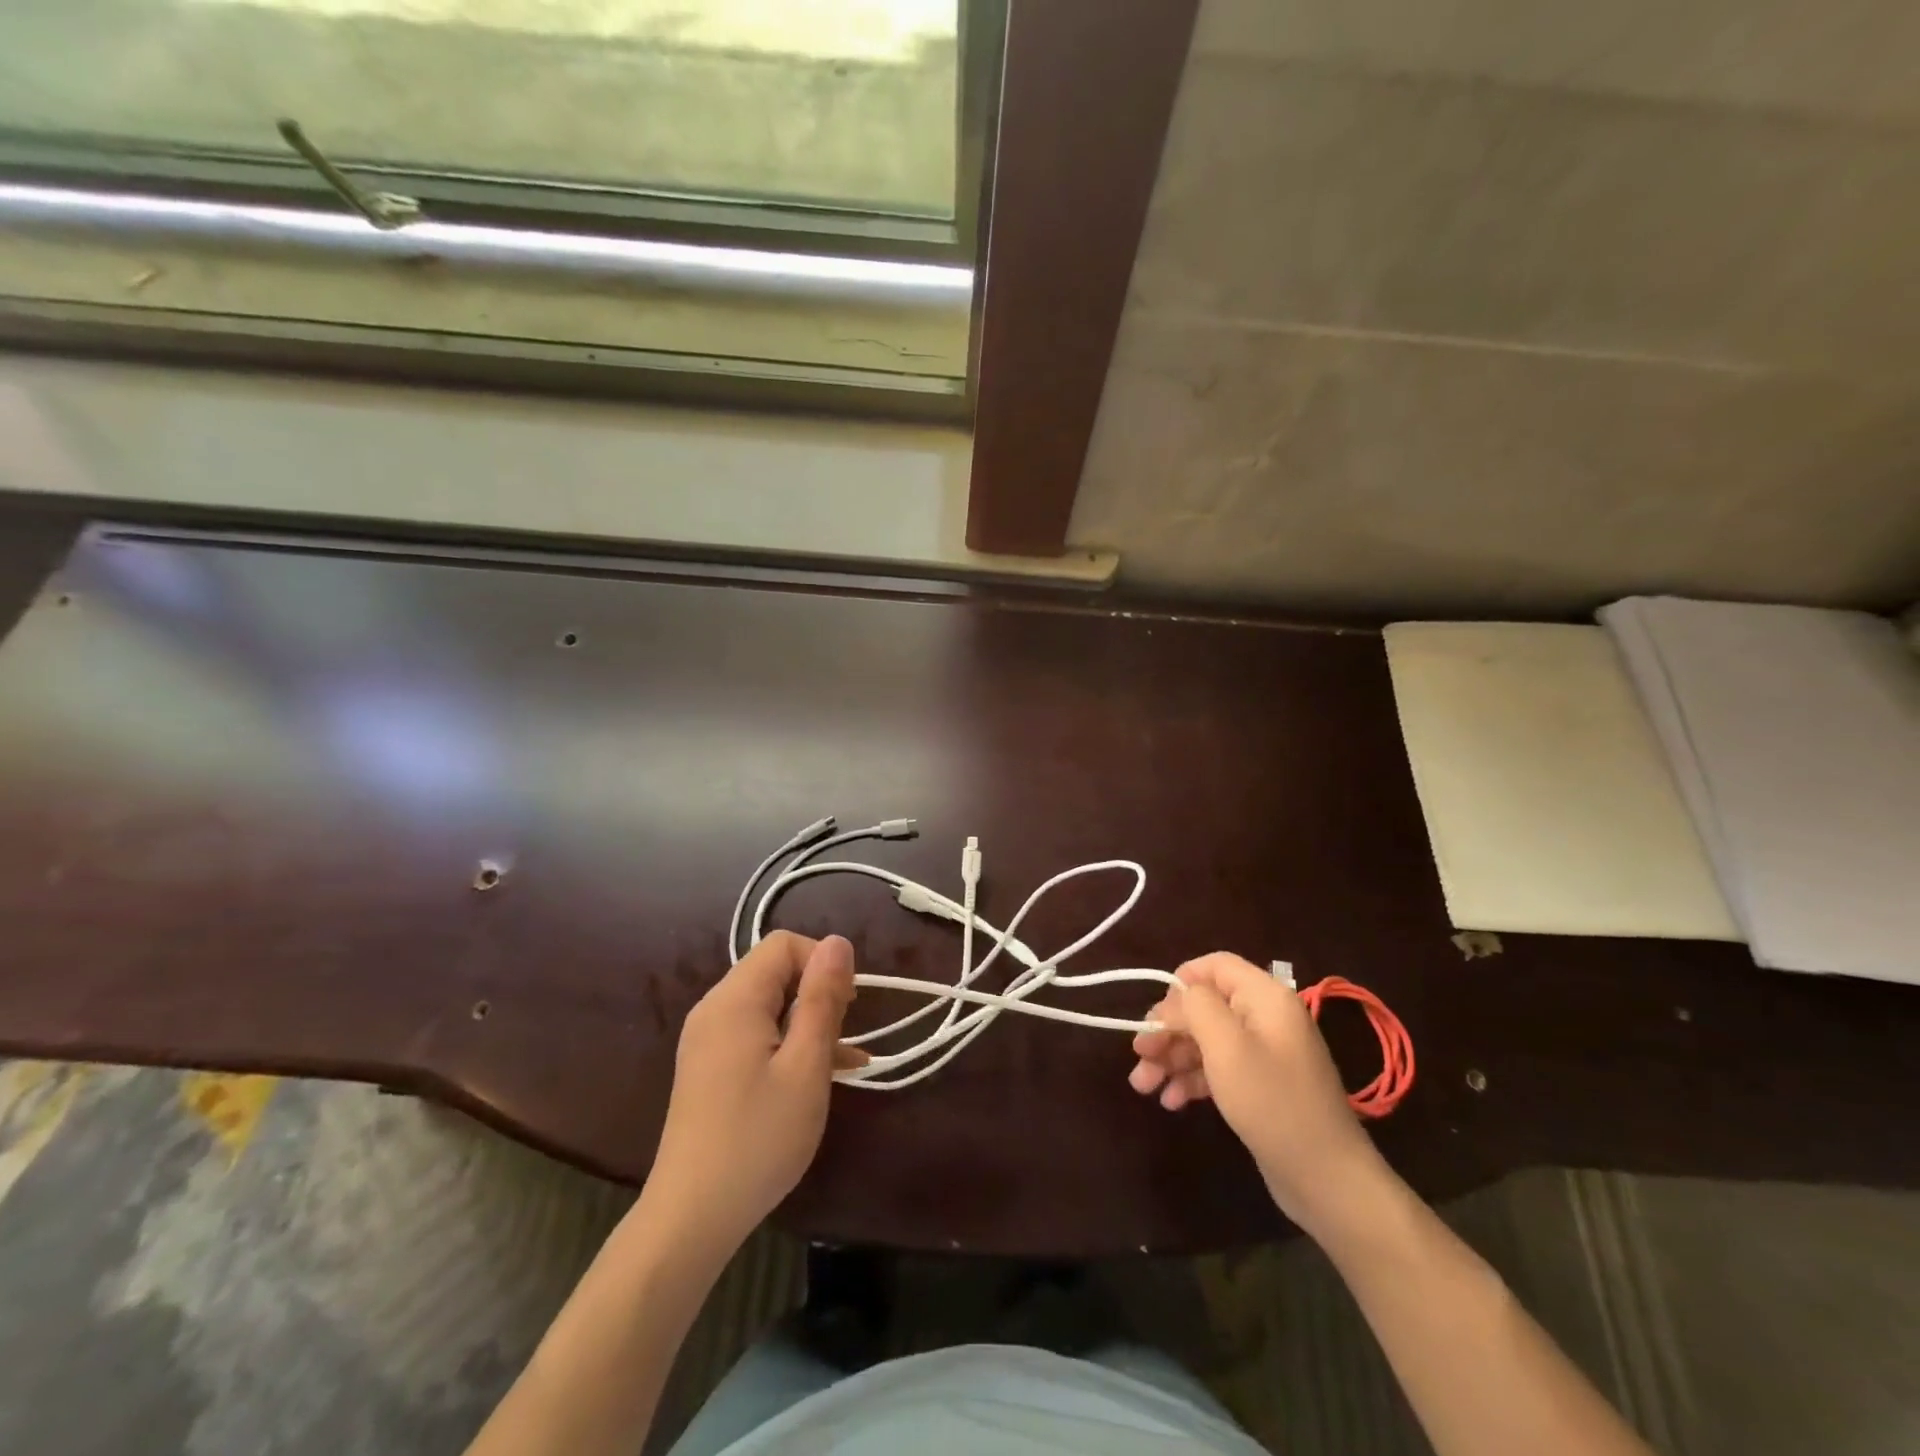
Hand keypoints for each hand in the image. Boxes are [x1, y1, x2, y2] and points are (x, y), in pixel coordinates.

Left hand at [644, 932, 865, 1250]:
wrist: (691, 1218)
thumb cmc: (758, 1138)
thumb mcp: (806, 1066)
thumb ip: (822, 999)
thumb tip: (838, 942)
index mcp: (734, 1000)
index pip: (784, 945)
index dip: (822, 963)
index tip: (848, 1006)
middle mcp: (714, 1009)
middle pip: (775, 972)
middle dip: (817, 994)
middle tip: (845, 1037)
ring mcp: (707, 1040)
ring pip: (769, 1005)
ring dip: (808, 1023)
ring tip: (844, 1061)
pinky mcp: (708, 1068)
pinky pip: (755, 1034)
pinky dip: (787, 1044)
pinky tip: (818, 1076)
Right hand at [1130, 953, 1393, 1236]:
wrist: (1326, 1179)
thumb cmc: (1271, 1102)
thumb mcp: (1226, 1047)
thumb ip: (1197, 1006)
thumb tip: (1180, 994)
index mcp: (1265, 997)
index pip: (1215, 965)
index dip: (1180, 981)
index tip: (1153, 1013)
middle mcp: (1265, 1017)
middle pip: (1205, 1006)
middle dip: (1168, 1029)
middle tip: (1139, 1055)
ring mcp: (1264, 1053)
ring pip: (1206, 1040)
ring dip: (1172, 1057)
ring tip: (1143, 1086)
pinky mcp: (1260, 1086)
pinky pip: (1218, 1068)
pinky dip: (1192, 1079)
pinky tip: (1170, 1101)